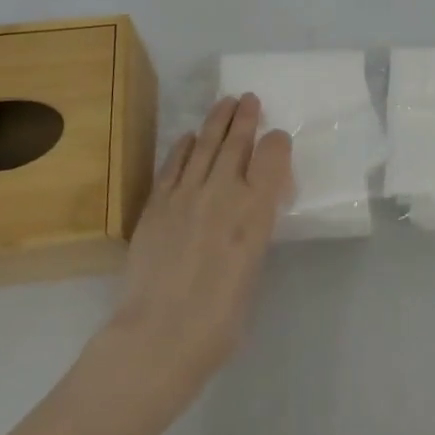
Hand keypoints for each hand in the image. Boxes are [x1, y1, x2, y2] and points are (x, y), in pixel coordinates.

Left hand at [102, 94, 292, 411]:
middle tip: (249, 99)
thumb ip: (253, 233)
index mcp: (256, 211)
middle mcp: (224, 192)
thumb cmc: (219, 321)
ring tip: (225, 102)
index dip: (277, 143)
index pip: (272, 157)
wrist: (158, 336)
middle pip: (237, 141)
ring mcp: (186, 194)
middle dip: (245, 117)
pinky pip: (173, 164)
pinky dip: (183, 146)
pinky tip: (189, 136)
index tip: (277, 138)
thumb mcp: (253, 272)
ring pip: (205, 144)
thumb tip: (248, 217)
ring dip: (217, 120)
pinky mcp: (157, 203)